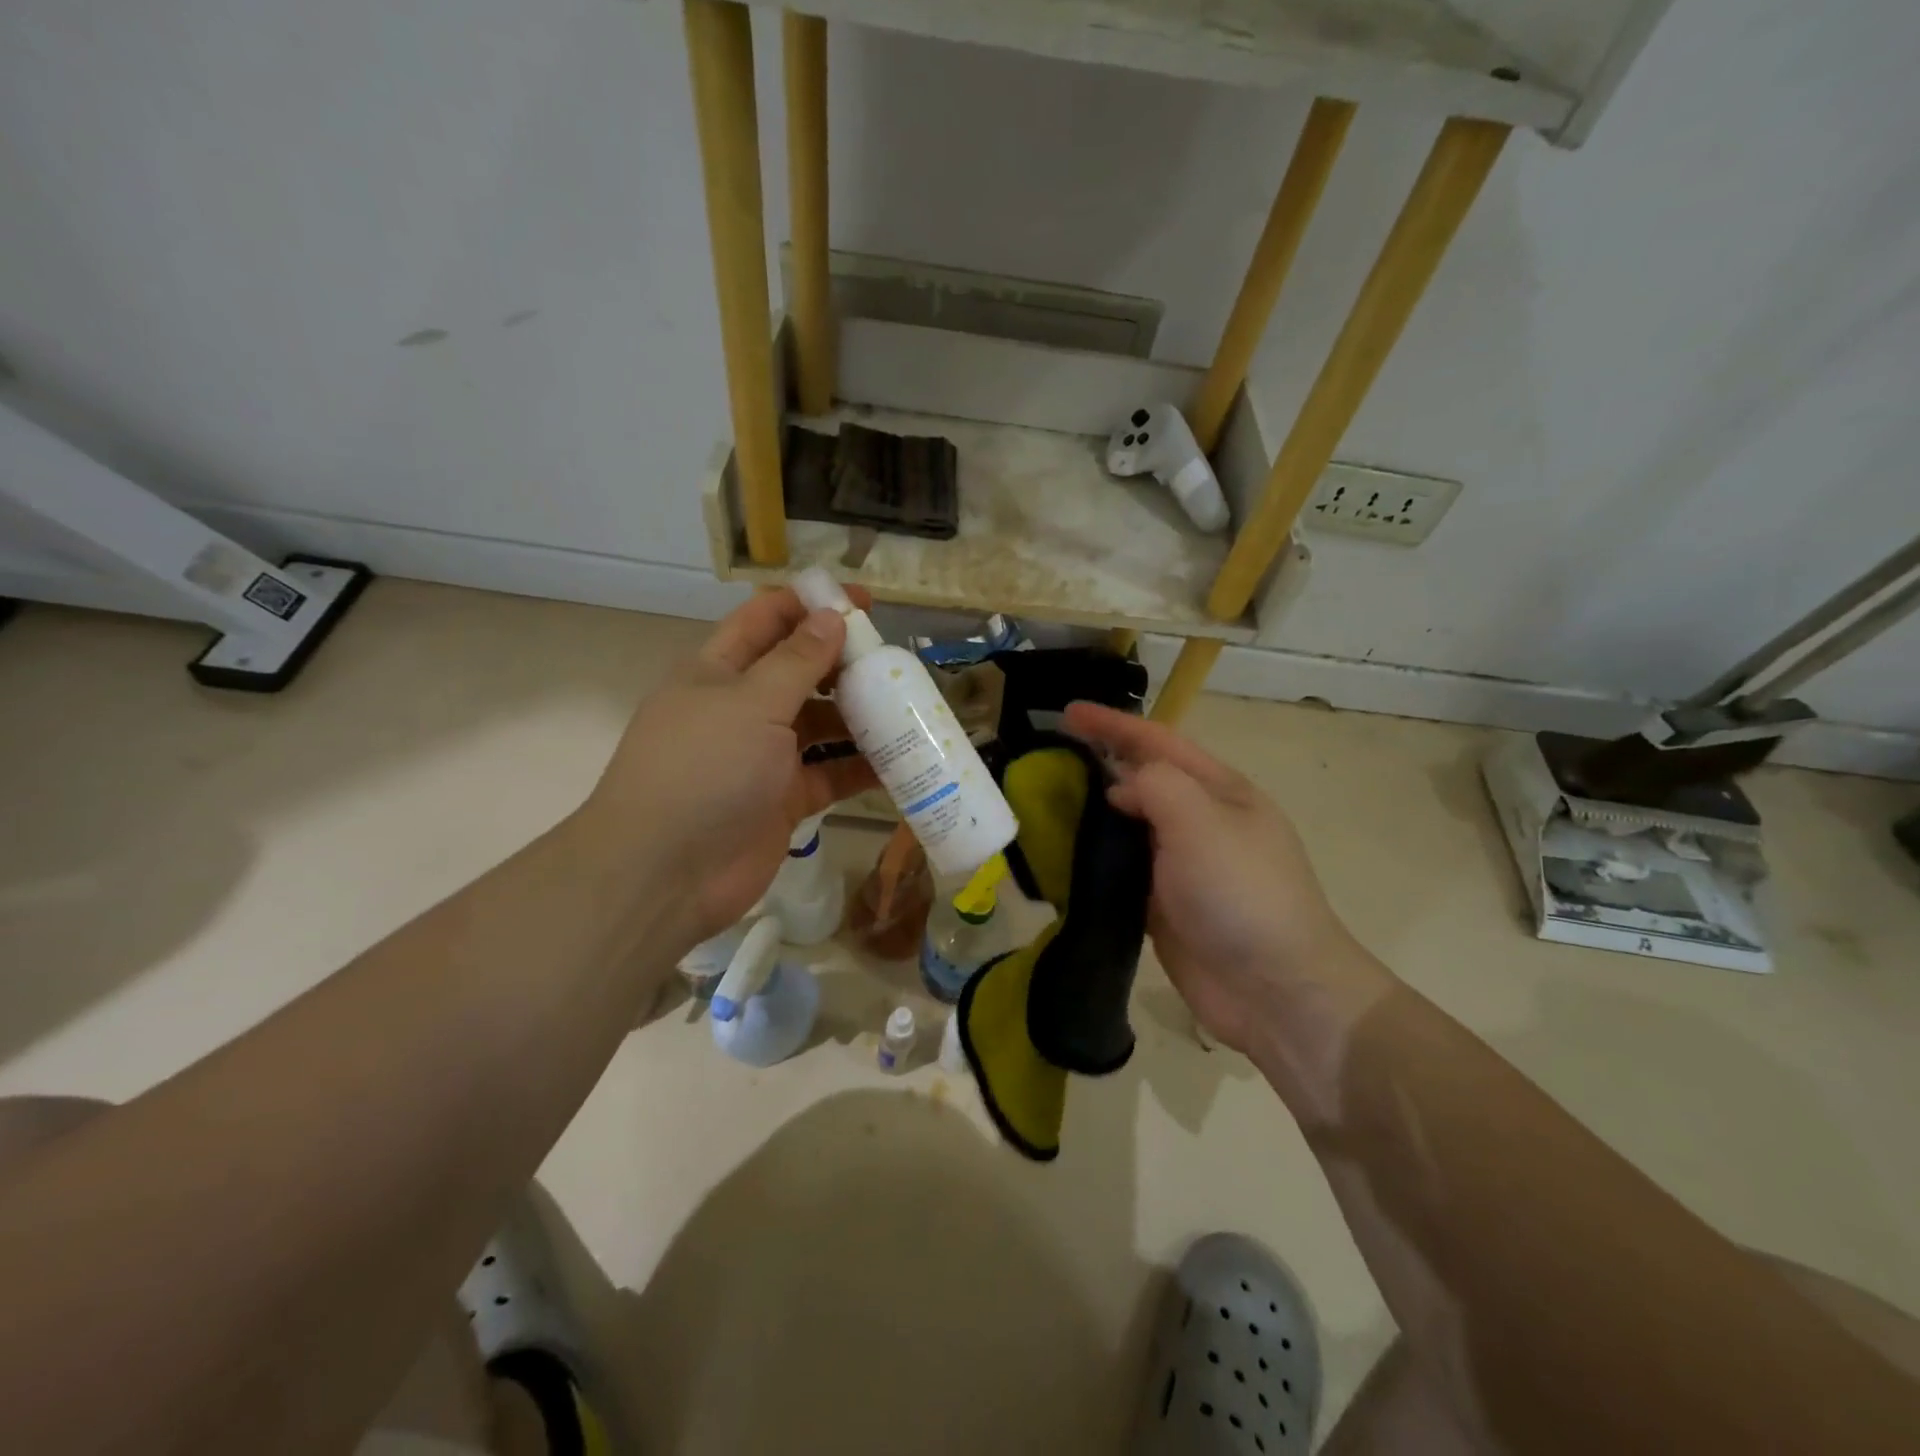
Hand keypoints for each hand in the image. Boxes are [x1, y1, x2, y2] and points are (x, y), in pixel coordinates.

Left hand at [583, 588, 878, 948]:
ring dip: (859, 716)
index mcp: (719, 671)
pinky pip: (831, 773)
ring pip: (820, 724)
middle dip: (844, 663)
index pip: (766, 620)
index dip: (811, 604)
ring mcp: (764, 757)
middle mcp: (742, 708)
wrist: (666, 875)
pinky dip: (861, 767)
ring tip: (909, 708)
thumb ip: (797, 661)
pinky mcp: (785, 799)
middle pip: (800, 671)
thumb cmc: (704, 770)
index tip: (864, 602)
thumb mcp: (752, 703)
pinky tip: (902, 761)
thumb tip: (832, 617)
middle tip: (895, 662)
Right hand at [1063, 702, 1382, 1054]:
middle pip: (1140, 782)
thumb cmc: (1242, 894)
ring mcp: (1182, 867)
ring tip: (1042, 809)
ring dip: (1089, 816)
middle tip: (1045, 764)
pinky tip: (1060, 862)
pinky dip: (1092, 862)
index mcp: (1219, 791)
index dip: (1113, 724)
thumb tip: (1120, 789)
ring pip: (1126, 828)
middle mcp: (1200, 822)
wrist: (1276, 991)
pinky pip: (1120, 872)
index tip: (1067, 713)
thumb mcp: (1201, 821)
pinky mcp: (1164, 906)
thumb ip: (1155, 786)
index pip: (1158, 742)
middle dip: (1098, 766)